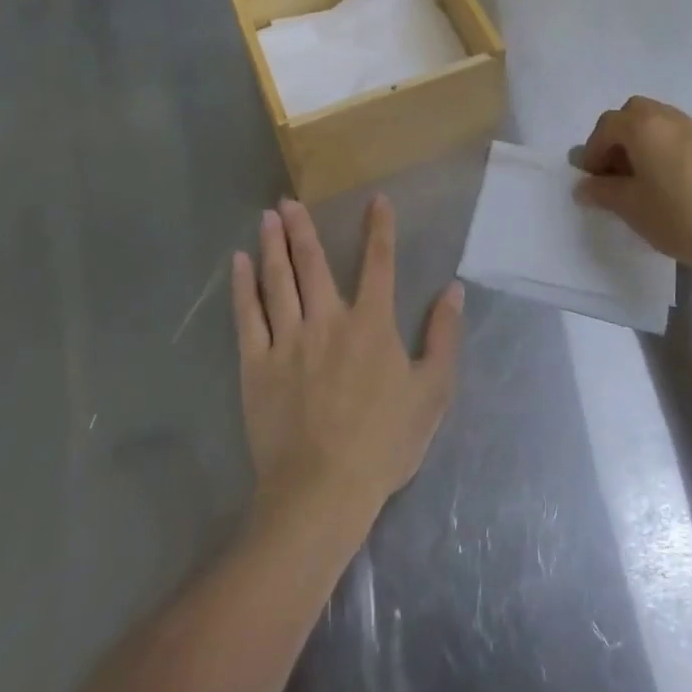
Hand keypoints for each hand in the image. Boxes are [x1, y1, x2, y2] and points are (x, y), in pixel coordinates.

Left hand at [231, 195, 463, 537]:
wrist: (321, 492)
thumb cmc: (384, 443)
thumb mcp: (432, 392)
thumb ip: (443, 336)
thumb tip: (453, 290)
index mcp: (371, 324)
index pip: (379, 263)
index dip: (380, 229)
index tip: (376, 199)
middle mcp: (328, 320)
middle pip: (313, 263)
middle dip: (302, 228)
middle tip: (289, 200)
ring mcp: (288, 340)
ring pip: (278, 280)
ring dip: (273, 245)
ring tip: (267, 217)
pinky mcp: (257, 364)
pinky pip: (248, 316)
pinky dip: (243, 286)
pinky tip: (238, 264)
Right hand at [574, 96, 691, 277]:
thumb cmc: (679, 218)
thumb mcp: (631, 208)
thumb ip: (602, 191)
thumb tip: (584, 186)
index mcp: (645, 127)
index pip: (607, 125)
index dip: (593, 150)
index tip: (593, 180)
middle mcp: (670, 118)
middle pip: (634, 113)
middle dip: (617, 136)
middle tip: (615, 171)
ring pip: (659, 121)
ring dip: (642, 141)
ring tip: (642, 178)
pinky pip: (679, 135)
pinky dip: (664, 147)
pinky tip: (669, 182)